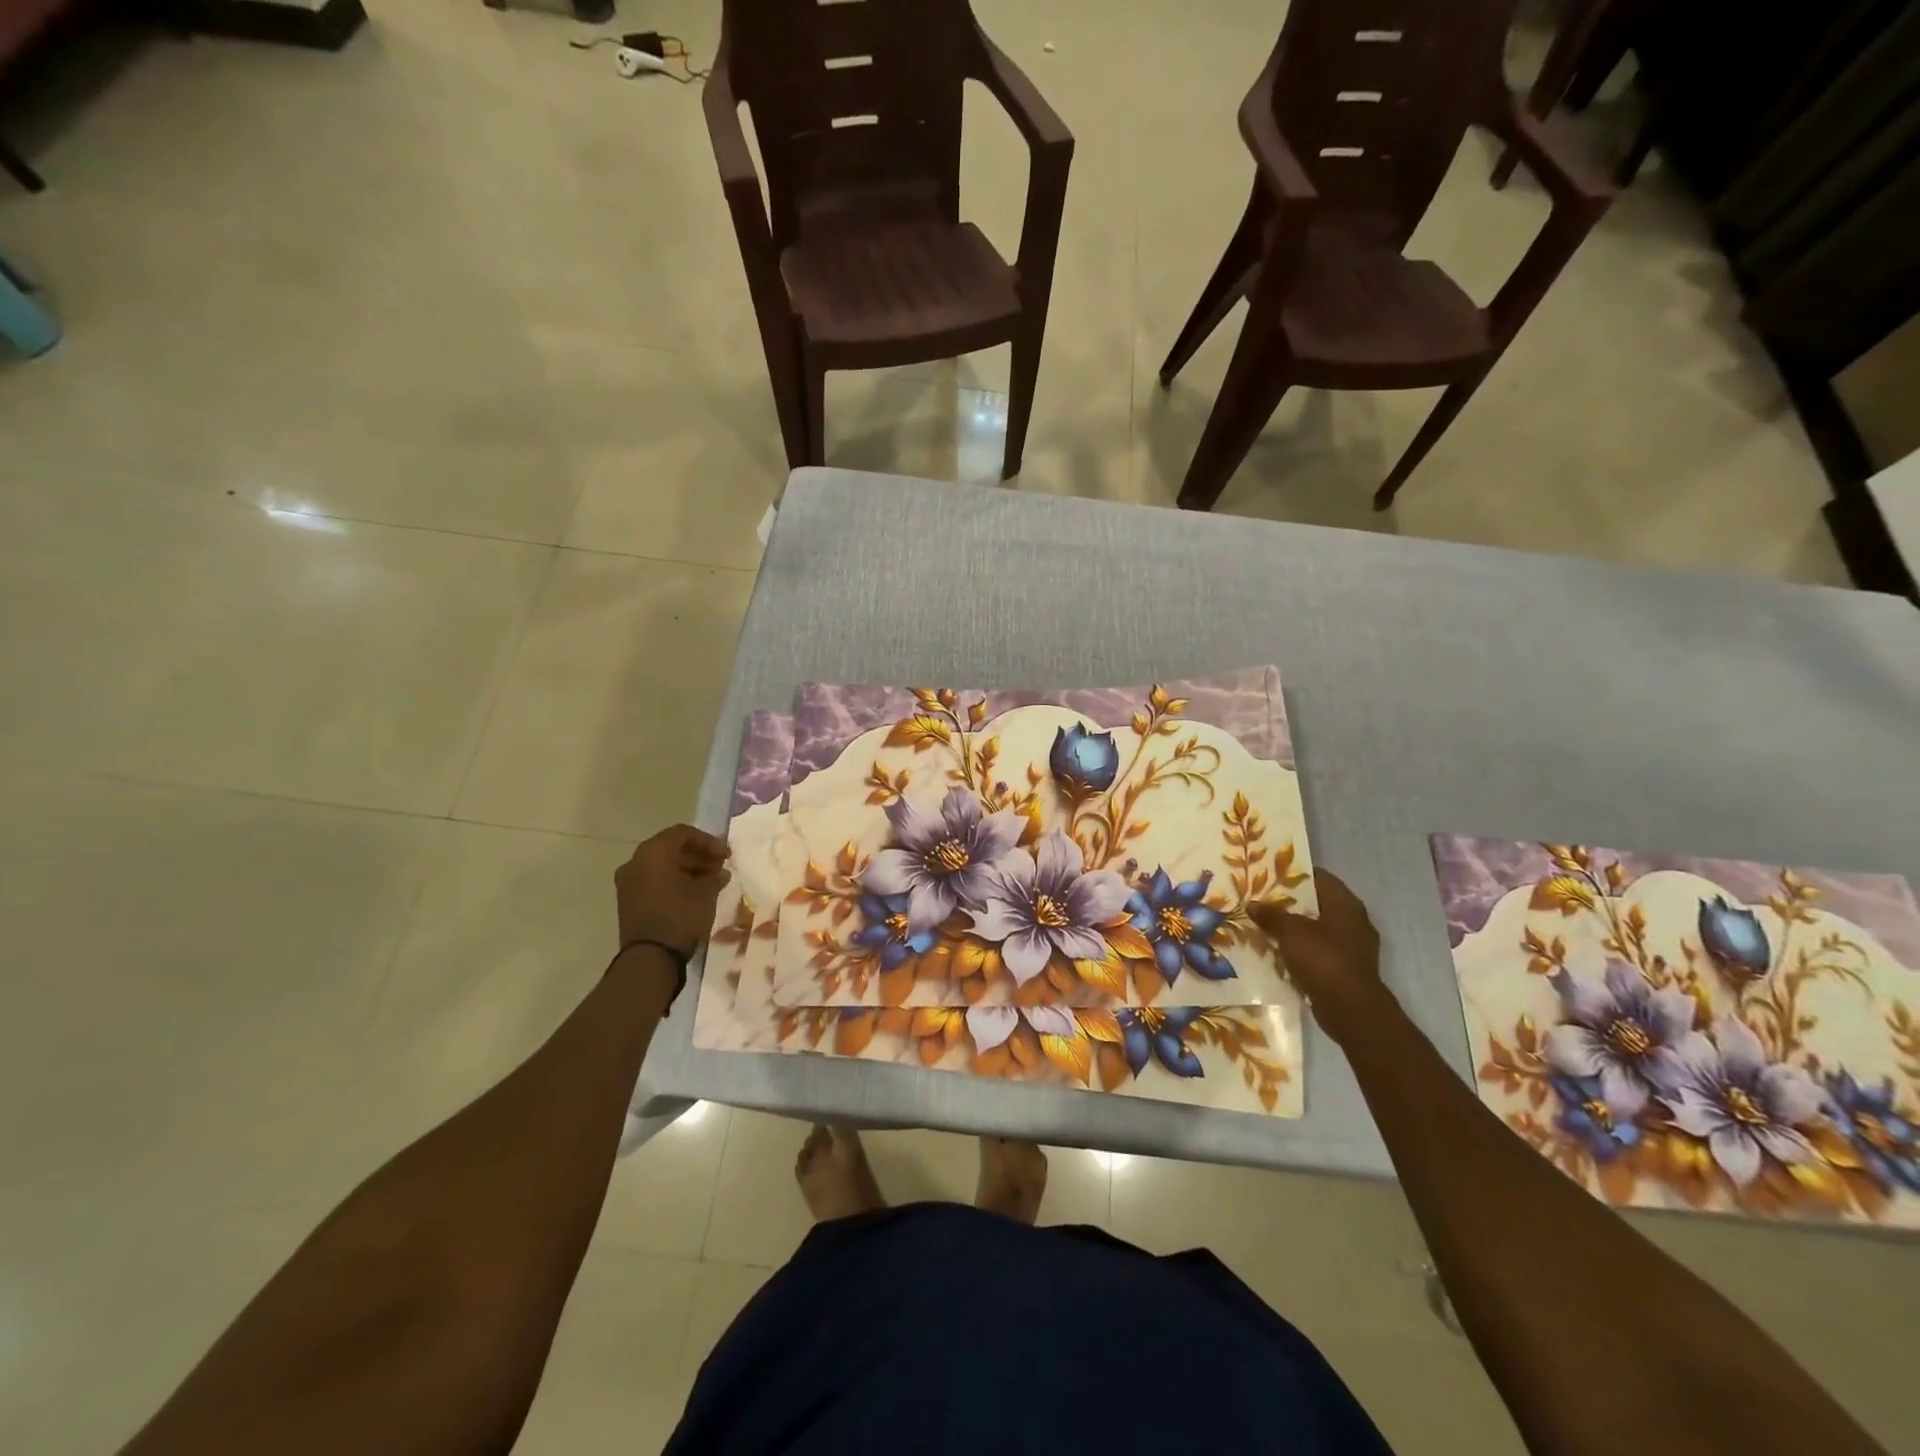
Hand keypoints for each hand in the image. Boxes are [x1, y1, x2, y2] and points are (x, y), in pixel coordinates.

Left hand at [614, 825, 730, 955]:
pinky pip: (654, 881)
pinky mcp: (628, 901)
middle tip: (720, 866)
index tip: (726, 855)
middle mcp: (635, 862)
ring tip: (711, 881)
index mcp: (653, 853)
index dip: (708, 841)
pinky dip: (673, 882)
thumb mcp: (706, 893)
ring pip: (661, 866)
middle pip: (670, 848)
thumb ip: (714, 876)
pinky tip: (694, 893)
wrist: (650, 958)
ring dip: (687, 869)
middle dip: (698, 855)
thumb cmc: (680, 916)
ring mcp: (628, 883)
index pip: (682, 833)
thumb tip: (719, 872)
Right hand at [1250, 867, 1386, 1042]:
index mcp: (1346, 904)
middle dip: (1289, 902)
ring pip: (1315, 928)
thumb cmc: (1324, 960)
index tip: (1268, 873)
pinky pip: (1317, 951)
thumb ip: (1271, 915)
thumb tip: (1253, 904)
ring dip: (1292, 928)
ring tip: (1262, 924)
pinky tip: (1276, 951)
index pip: (1319, 877)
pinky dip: (1299, 950)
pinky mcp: (1345, 969)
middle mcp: (1353, 921)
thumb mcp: (1291, 932)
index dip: (1294, 873)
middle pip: (1316, 903)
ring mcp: (1351, 947)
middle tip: (1260, 899)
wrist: (1350, 1010)